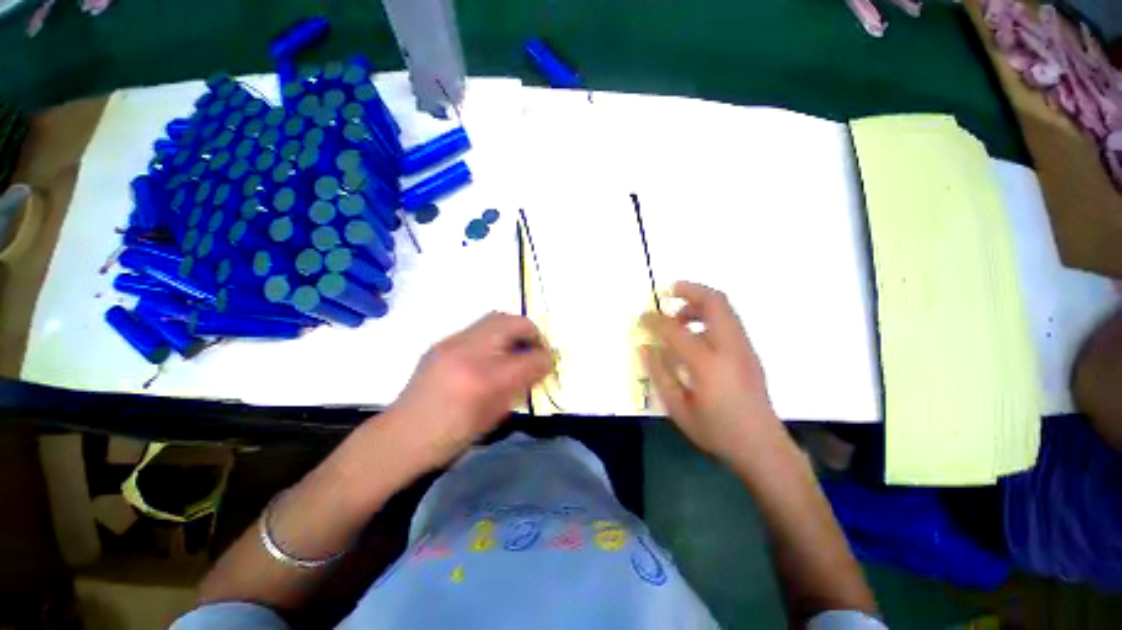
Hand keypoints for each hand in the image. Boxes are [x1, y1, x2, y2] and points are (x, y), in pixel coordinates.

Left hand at [388, 312, 552, 468]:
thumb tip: (539, 367)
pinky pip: (479, 327)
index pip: (531, 357)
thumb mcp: (494, 417)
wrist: (402, 436)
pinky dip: (495, 335)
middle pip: (515, 323)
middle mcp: (469, 351)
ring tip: (515, 348)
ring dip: (513, 330)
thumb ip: (520, 387)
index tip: (548, 364)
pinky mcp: (443, 341)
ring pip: (496, 318)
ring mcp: (453, 342)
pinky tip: (491, 354)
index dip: (546, 359)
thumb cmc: (450, 437)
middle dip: (532, 333)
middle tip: (535, 349)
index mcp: (484, 380)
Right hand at [640, 282, 787, 465]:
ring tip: (678, 316)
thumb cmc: (716, 431)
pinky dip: (709, 315)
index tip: (642, 317)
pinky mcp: (749, 352)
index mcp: (708, 365)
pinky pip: (728, 320)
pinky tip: (695, 332)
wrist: (762, 447)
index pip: (675, 330)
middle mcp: (730, 348)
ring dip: (700, 302)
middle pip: (714, 302)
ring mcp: (744, 348)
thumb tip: (645, 347)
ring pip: (725, 308)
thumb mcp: (678, 408)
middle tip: (669, 291)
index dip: (655, 320)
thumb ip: (659, 374)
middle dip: (689, 290)